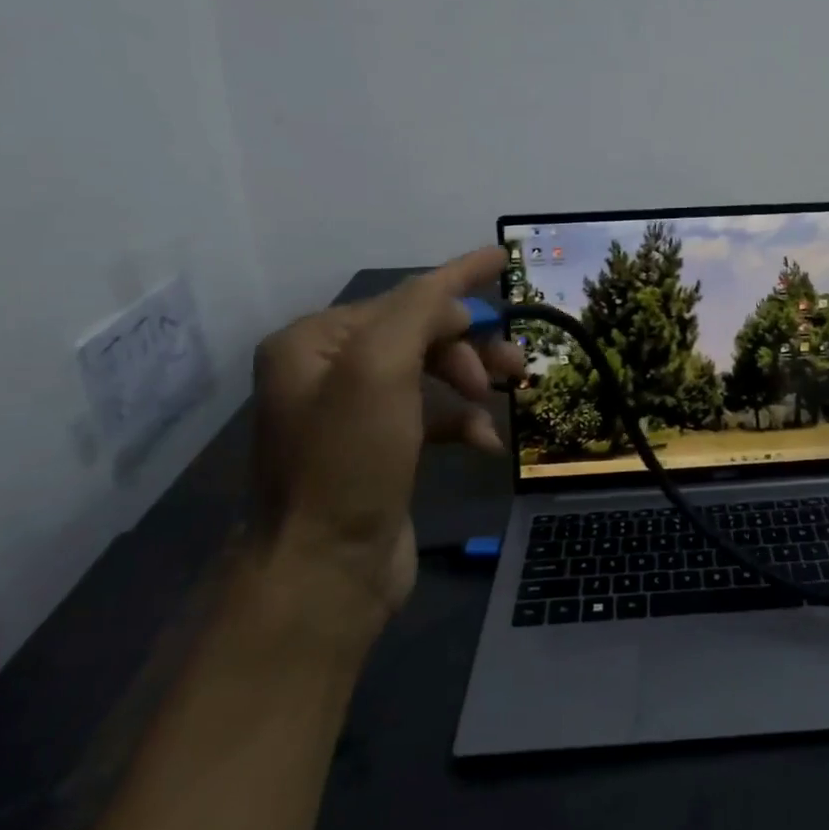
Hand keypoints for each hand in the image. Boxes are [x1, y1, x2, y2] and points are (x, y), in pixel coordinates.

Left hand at [252, 246, 522, 628]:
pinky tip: (487, 443)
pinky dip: (463, 421)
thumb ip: (417, 313)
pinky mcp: (381, 451)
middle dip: (470, 344)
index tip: (503, 259)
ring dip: (472, 380)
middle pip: (419, 334)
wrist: (325, 571)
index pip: (402, 297)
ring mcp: (355, 414)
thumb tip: (456, 302)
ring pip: (431, 374)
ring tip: (512, 393)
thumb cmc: (350, 461)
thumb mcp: (379, 369)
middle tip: (513, 366)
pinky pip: (431, 416)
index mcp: (315, 342)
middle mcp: (328, 371)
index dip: (457, 279)